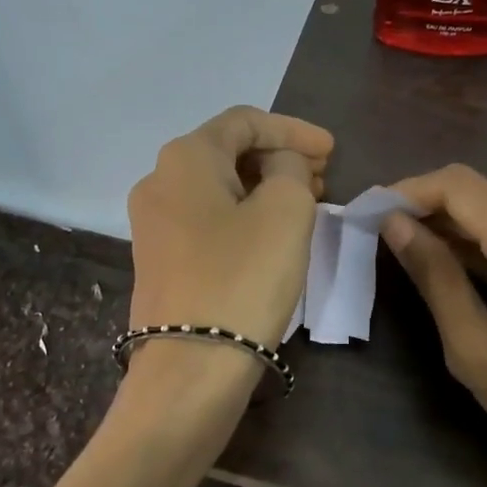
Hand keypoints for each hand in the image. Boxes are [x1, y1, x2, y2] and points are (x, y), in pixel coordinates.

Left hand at [126, 106, 331, 355]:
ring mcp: (153, 225)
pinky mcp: (160, 262)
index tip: (332, 151)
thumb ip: (290, 169)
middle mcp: (158, 182)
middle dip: (279, 159)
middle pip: (228, 153)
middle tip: (323, 178)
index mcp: (184, 158)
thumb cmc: (243, 278)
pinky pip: (208, 221)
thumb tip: (279, 167)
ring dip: (264, 189)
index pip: (245, 121)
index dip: (294, 130)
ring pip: (218, 190)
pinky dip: (244, 217)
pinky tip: (272, 235)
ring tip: (306, 205)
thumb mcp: (286, 211)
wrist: (191, 366)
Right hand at [383, 165, 486, 486]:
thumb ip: (435, 278)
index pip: (458, 184)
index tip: (369, 216)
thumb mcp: (478, 350)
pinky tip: (477, 287)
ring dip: (464, 240)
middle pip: (484, 200)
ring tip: (423, 273)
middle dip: (431, 218)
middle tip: (384, 250)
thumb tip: (395, 225)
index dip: (406, 191)